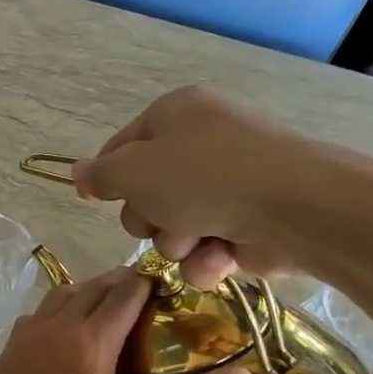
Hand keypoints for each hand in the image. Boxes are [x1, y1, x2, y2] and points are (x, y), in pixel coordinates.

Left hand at [0, 266, 252, 373]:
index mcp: (89, 342)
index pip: (125, 293)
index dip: (151, 284)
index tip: (174, 288)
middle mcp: (54, 328)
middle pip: (94, 287)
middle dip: (123, 284)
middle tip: (151, 299)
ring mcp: (25, 338)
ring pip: (62, 295)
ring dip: (90, 293)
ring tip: (115, 310)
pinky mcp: (7, 354)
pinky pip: (40, 314)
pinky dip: (62, 309)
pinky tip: (70, 336)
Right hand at [72, 86, 372, 285]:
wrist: (294, 207)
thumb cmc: (203, 177)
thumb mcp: (134, 172)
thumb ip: (100, 175)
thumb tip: (78, 172)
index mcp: (175, 115)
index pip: (121, 146)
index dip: (106, 176)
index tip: (95, 200)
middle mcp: (201, 145)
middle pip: (145, 193)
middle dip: (148, 217)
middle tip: (161, 217)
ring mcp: (227, 186)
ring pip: (173, 227)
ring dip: (176, 242)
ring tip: (198, 239)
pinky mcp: (247, 224)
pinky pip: (205, 248)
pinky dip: (207, 259)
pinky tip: (220, 258)